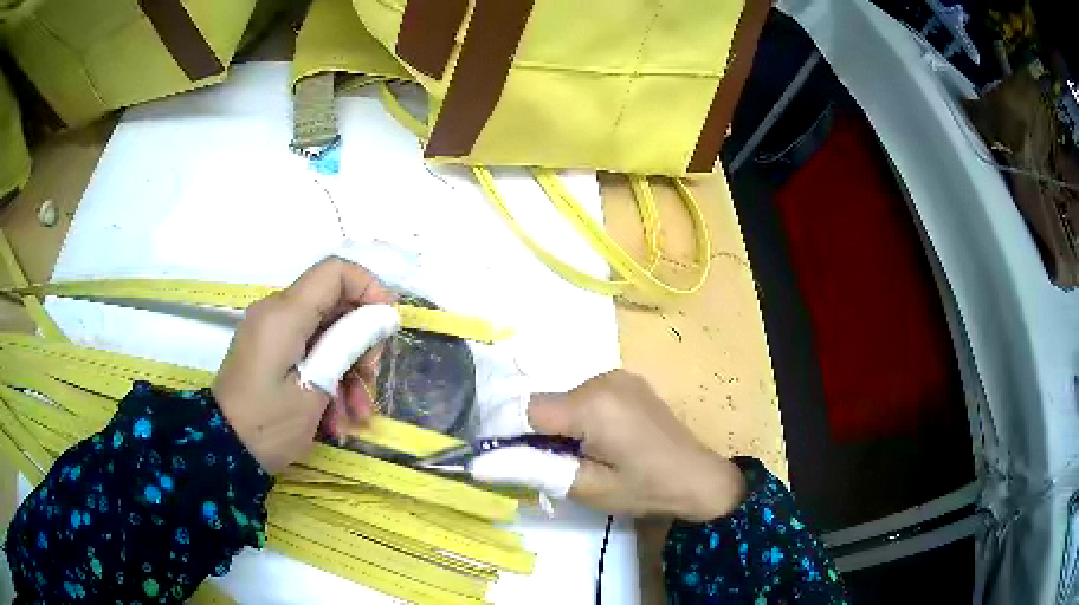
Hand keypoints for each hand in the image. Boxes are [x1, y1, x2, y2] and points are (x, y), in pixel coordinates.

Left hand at [212, 258, 394, 472]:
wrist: (224, 453)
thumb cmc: (268, 423)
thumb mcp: (314, 388)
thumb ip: (348, 345)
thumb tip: (384, 317)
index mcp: (284, 313)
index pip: (335, 271)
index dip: (369, 288)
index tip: (388, 325)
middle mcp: (277, 313)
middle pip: (334, 305)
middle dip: (360, 342)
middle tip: (370, 380)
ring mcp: (273, 334)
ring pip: (326, 335)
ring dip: (348, 371)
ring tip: (356, 415)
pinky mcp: (271, 354)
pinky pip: (309, 352)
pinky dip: (328, 380)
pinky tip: (336, 419)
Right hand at [529, 370, 746, 520]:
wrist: (700, 478)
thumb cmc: (645, 489)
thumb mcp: (586, 487)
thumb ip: (532, 469)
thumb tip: (478, 464)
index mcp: (592, 403)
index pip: (525, 410)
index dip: (511, 436)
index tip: (510, 462)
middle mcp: (602, 378)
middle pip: (545, 403)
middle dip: (538, 435)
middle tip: (556, 468)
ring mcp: (617, 376)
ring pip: (563, 399)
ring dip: (560, 427)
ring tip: (583, 457)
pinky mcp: (627, 381)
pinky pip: (584, 396)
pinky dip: (579, 417)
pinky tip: (601, 441)